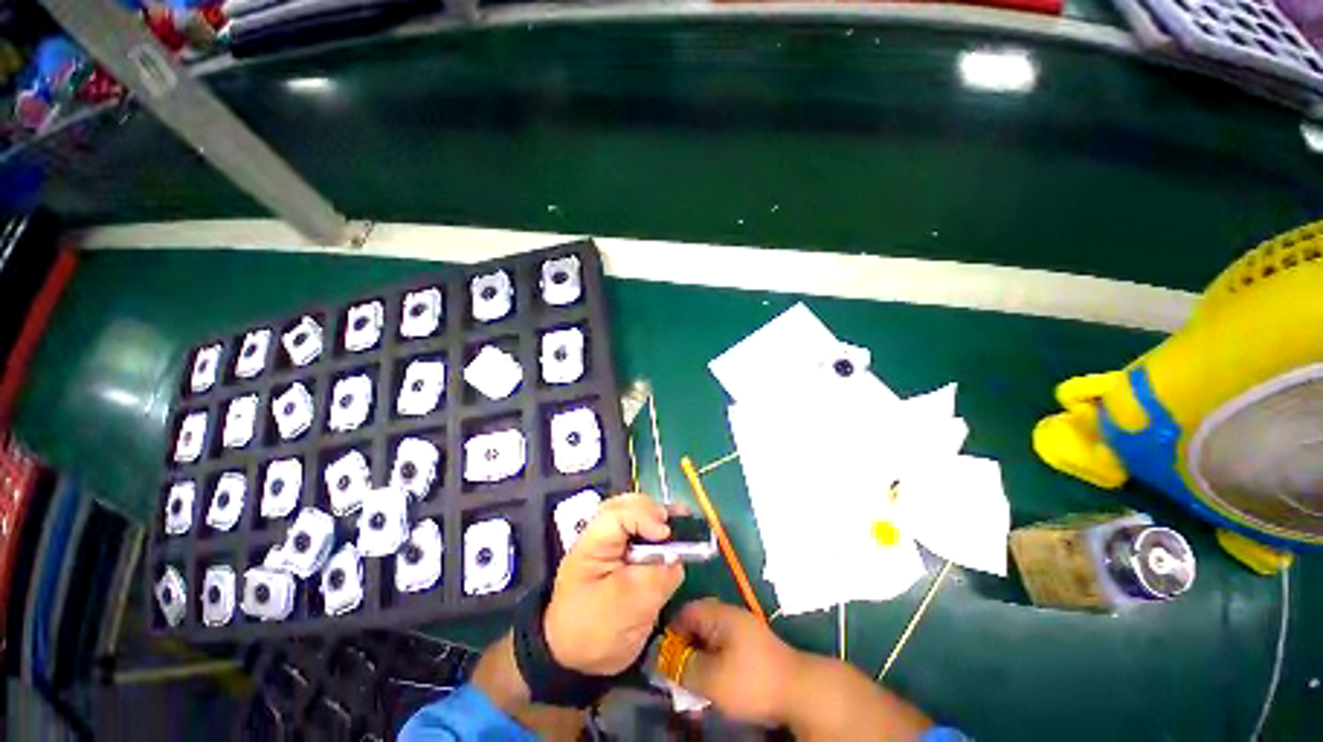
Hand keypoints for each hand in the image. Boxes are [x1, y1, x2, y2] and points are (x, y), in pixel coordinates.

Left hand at [544, 494, 684, 675]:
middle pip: (626, 505)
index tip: (665, 535)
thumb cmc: (596, 633)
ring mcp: (608, 541)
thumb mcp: (629, 609)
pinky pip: (638, 528)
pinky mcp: (619, 551)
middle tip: (673, 528)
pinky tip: (672, 532)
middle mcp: (599, 535)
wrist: (574, 657)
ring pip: (633, 512)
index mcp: (592, 545)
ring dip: (656, 515)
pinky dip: (656, 527)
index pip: (617, 515)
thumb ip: (657, 579)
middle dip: (652, 512)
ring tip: (678, 521)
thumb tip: (678, 559)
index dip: (644, 517)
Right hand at [668, 598, 803, 725]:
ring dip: (699, 657)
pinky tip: (714, 681)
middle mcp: (730, 615)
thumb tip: (665, 661)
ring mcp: (743, 629)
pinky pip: (724, 647)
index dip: (671, 632)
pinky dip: (714, 661)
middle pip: (698, 623)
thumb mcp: (711, 678)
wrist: (798, 691)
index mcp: (719, 615)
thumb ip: (684, 667)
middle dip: (684, 647)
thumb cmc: (751, 681)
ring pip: (711, 637)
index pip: (686, 611)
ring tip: (694, 681)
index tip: (664, 657)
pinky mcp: (752, 645)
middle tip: (677, 672)